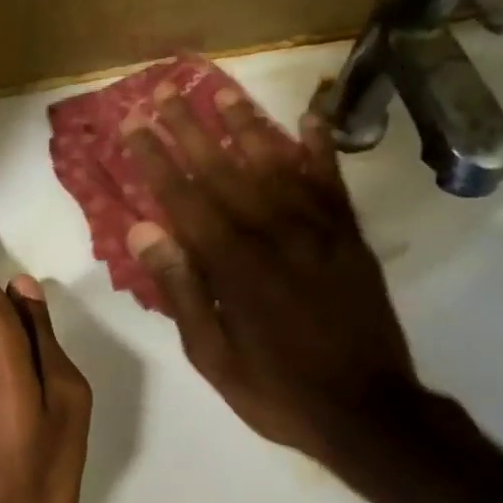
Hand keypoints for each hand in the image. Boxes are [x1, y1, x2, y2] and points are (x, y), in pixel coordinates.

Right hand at [120, 83, 423, 473]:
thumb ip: (180, 289)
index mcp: (232, 265)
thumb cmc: (276, 389)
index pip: (184, 197)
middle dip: (190, 127)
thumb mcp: (211, 355)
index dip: (156, 157)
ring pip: (276, 163)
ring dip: (246, 124)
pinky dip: (320, 147)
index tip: (134, 124)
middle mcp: (273, 233)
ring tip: (220, 91)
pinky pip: (332, 181)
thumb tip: (143, 231)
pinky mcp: (349, 237)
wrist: (368, 411)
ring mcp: (318, 230)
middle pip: (224, 168)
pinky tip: (309, 118)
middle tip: (164, 91)